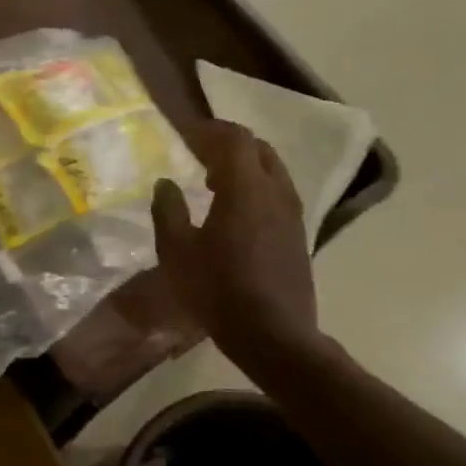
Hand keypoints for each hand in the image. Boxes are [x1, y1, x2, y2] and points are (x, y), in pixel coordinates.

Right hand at [152, 120, 320, 364]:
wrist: (273, 335)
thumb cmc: (218, 289)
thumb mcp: (177, 251)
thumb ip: (168, 210)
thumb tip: (166, 183)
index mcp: (245, 187)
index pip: (234, 138)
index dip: (209, 130)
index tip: (186, 134)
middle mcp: (275, 191)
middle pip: (258, 149)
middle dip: (229, 145)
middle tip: (200, 154)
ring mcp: (293, 214)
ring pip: (272, 171)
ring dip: (245, 167)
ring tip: (215, 183)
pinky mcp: (299, 235)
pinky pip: (278, 194)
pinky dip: (256, 188)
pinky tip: (236, 214)